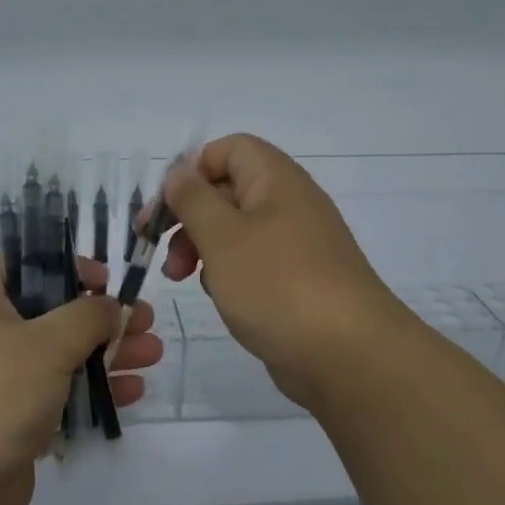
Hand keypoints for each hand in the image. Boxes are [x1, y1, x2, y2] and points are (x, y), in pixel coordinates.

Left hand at [0, 255, 161, 504]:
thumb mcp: (48, 342)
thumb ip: (87, 316)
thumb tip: (110, 305)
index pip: (24, 264)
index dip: (68, 266)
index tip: (107, 280)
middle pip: (50, 312)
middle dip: (101, 318)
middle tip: (146, 321)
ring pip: (57, 356)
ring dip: (105, 354)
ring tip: (154, 355)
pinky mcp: (6, 421)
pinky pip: (54, 394)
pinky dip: (89, 390)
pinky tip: (132, 393)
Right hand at [161, 133, 403, 408]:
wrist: (348, 355)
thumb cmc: (277, 284)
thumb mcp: (222, 236)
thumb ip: (193, 199)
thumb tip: (179, 172)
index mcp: (276, 180)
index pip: (229, 149)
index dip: (192, 169)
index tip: (165, 205)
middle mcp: (289, 204)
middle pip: (227, 190)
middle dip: (187, 215)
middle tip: (157, 248)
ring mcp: (296, 245)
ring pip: (236, 230)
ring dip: (201, 247)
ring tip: (180, 278)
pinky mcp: (297, 281)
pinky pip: (253, 263)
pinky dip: (228, 273)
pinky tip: (220, 297)